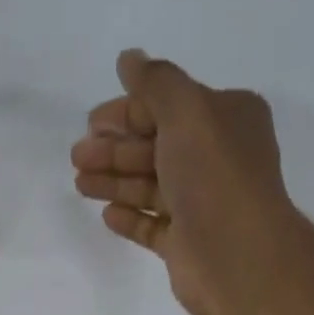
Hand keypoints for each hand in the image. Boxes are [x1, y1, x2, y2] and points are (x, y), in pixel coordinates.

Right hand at [72, 50, 308, 314]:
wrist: (236, 257)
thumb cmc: (214, 176)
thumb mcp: (186, 112)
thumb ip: (155, 84)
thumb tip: (129, 57)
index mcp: (226, 119)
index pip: (168, 107)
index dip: (128, 112)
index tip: (91, 122)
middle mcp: (216, 158)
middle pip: (155, 148)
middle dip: (114, 150)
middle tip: (77, 156)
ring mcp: (201, 204)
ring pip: (149, 187)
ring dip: (114, 182)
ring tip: (80, 184)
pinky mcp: (186, 244)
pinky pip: (152, 225)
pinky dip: (129, 217)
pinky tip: (107, 215)